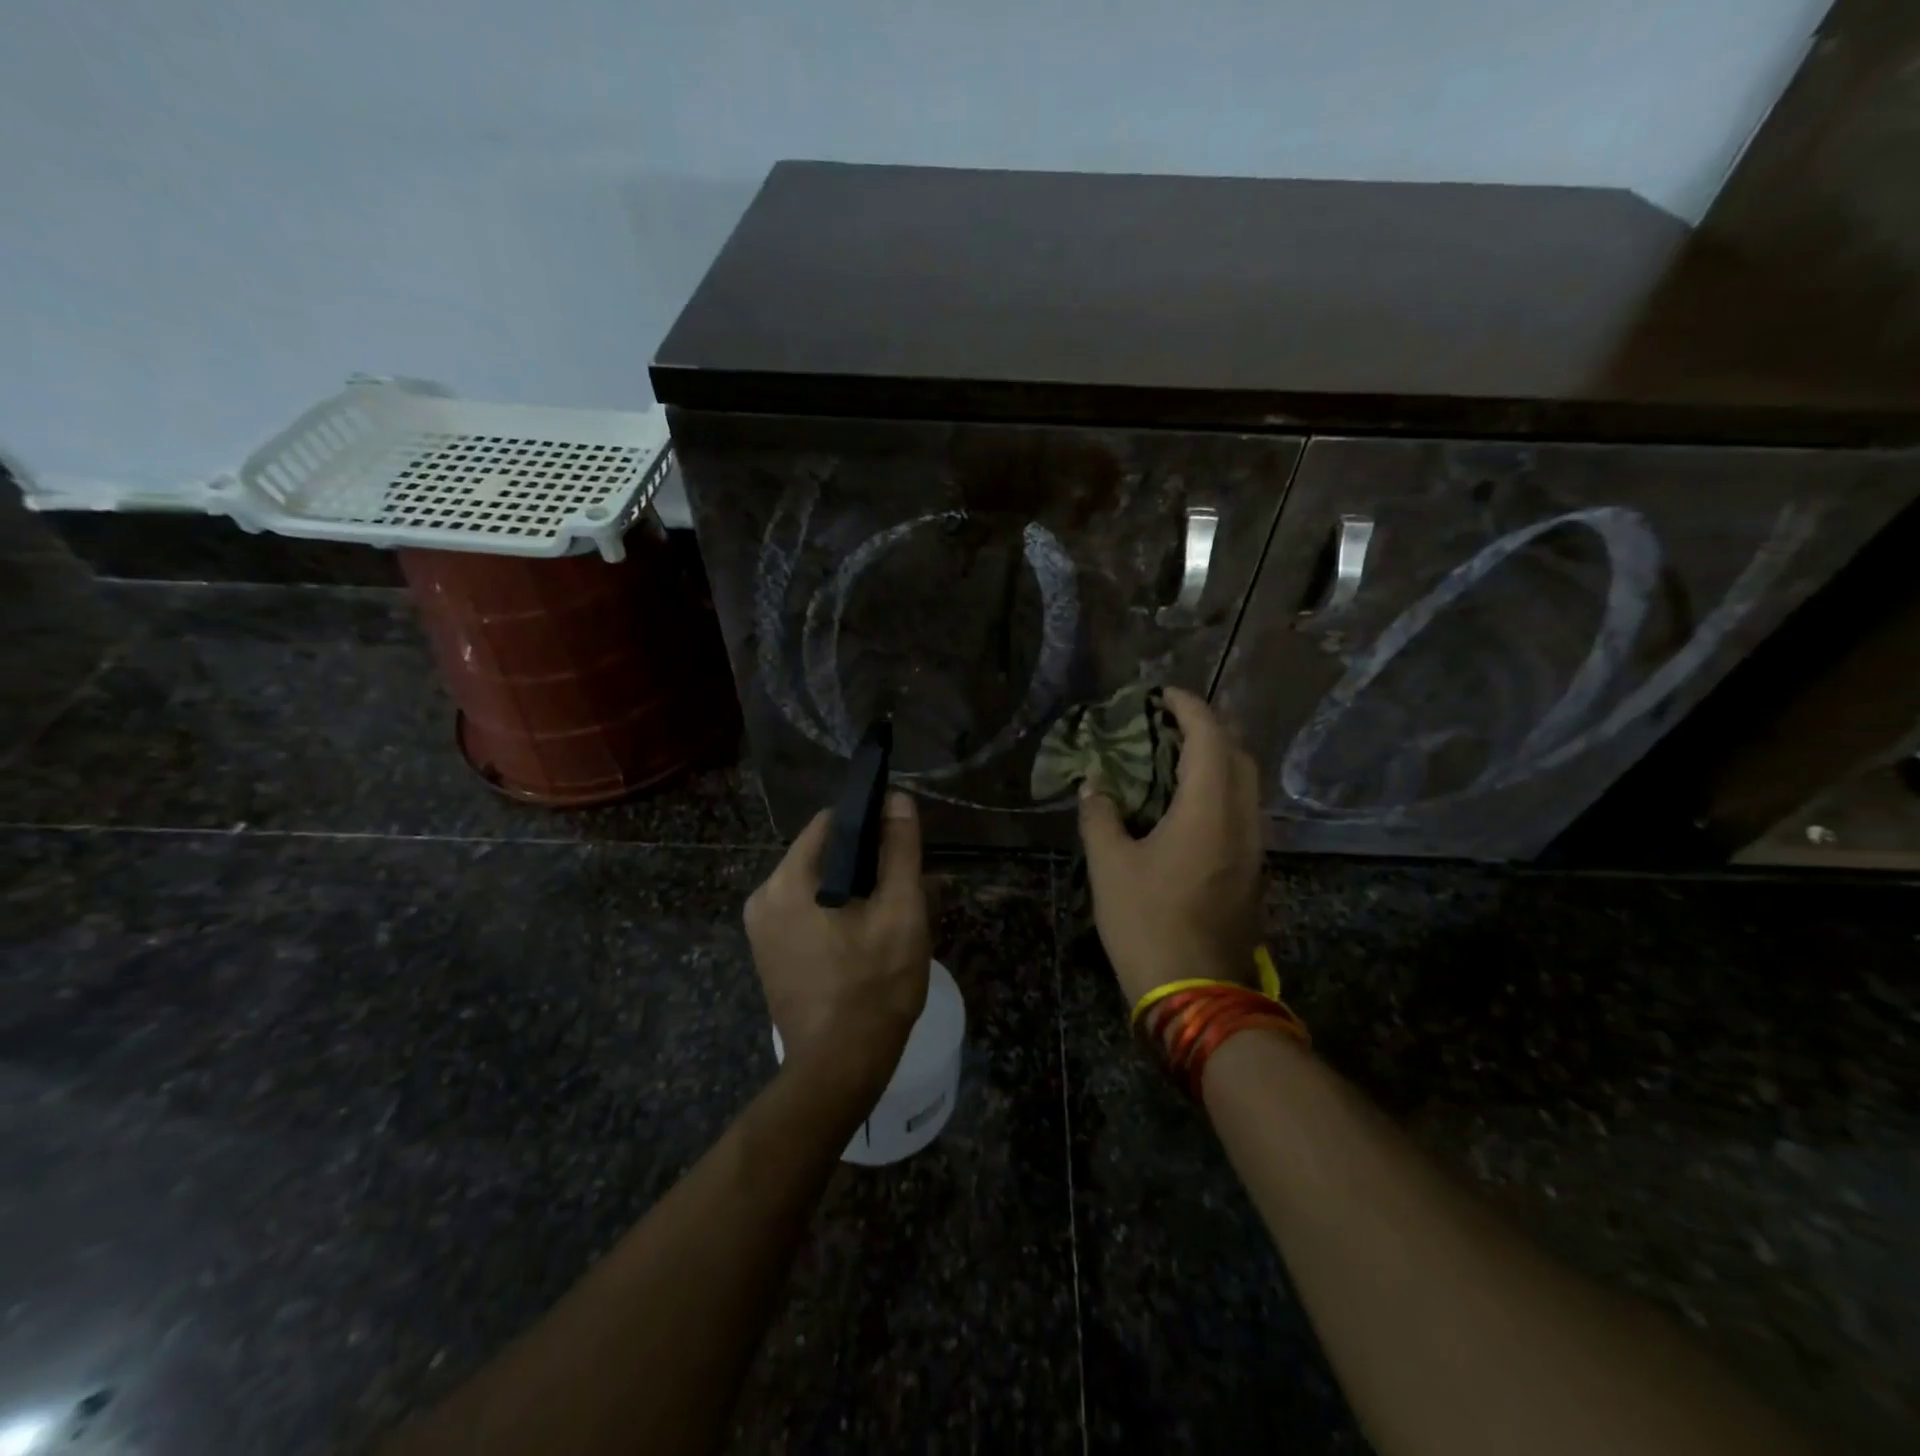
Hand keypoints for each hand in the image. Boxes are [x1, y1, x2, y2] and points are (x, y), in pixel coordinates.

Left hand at [745, 792, 931, 1078]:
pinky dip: (835, 913)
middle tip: (903, 888)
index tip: (901, 842)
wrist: (840, 1068)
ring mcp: (761, 930)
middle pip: (823, 854)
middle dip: (865, 863)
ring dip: (853, 890)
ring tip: (889, 915)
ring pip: (817, 885)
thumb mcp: (900, 911)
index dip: (870, 823)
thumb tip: (896, 798)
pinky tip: (866, 937)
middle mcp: (763, 898)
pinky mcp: (769, 955)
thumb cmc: (874, 986)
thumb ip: (899, 850)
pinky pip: (806, 913)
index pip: (830, 823)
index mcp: (787, 881)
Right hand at [1078, 687, 1264, 1005]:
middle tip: (1166, 725)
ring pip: (1245, 783)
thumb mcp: (1110, 866)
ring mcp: (1253, 847)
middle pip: (1237, 754)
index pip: (1209, 737)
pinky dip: (1218, 789)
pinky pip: (1241, 809)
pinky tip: (1185, 802)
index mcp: (1209, 810)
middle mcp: (1242, 820)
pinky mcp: (1251, 869)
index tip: (1161, 695)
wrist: (1196, 994)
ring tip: (1173, 758)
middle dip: (1206, 728)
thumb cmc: (1147, 923)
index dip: (1188, 707)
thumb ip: (1100, 816)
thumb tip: (1095, 784)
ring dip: (1215, 759)